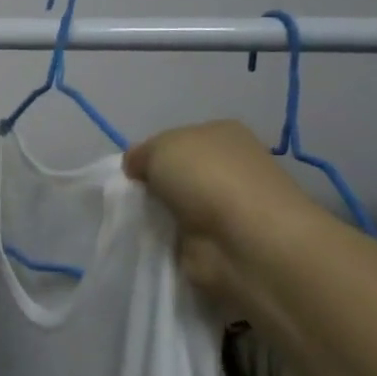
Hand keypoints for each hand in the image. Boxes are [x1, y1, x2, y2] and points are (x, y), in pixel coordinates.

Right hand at [123, 120, 320, 303]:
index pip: (176, 139)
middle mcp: (228, 167)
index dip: (150, 154)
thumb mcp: (160, 147)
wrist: (245, 241)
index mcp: (221, 134)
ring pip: (176, 205)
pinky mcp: (219, 242)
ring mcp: (226, 206)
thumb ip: (141, 154)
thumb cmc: (207, 178)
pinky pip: (179, 236)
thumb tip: (136, 167)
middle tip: (132, 197)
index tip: (133, 171)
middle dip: (152, 186)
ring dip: (158, 215)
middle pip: (176, 174)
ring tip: (139, 221)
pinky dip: (166, 240)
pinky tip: (154, 241)